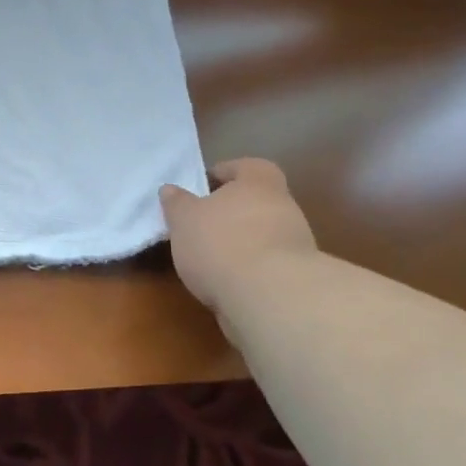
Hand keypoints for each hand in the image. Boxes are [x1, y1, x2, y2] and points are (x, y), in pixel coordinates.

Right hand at [160, 158, 317, 307]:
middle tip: (202, 223)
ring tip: (209, 258)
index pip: (248, 167)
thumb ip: (177, 203)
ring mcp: (295, 245)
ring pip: (263, 235)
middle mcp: (284, 208)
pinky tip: (226, 282)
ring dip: (241, 243)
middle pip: (257, 202)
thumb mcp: (184, 219)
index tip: (206, 184)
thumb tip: (170, 190)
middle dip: (232, 212)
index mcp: (259, 183)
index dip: (227, 172)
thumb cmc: (222, 243)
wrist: (271, 298)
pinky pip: (267, 265)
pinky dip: (248, 270)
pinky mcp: (296, 279)